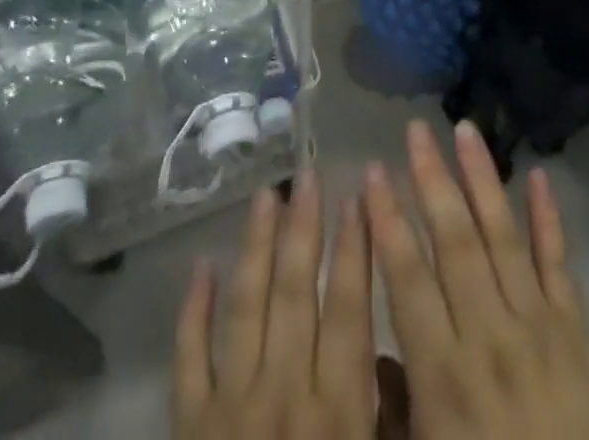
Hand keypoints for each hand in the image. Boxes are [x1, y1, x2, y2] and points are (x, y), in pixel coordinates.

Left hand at [172, 172, 379, 439]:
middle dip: (304, 227)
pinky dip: (193, 310)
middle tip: (307, 174)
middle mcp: (284, 392)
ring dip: (256, 246)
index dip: (354, 250)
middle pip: (294, 293)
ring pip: (245, 307)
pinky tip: (202, 265)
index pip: (349, 312)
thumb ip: (393, 419)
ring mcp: (231, 407)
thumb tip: (399, 356)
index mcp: (337, 412)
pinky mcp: (190, 426)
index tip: (358, 195)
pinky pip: (189, 358)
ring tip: (265, 194)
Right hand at [363, 120, 588, 439]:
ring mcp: (539, 328)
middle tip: (415, 128)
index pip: (407, 277)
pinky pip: (560, 265)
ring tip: (465, 129)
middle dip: (432, 179)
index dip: (387, 220)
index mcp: (444, 374)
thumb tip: (370, 356)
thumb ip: (393, 411)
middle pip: (455, 242)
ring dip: (482, 179)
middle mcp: (489, 336)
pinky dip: (549, 218)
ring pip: (504, 237)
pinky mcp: (577, 334)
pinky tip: (538, 175)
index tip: (372, 170)